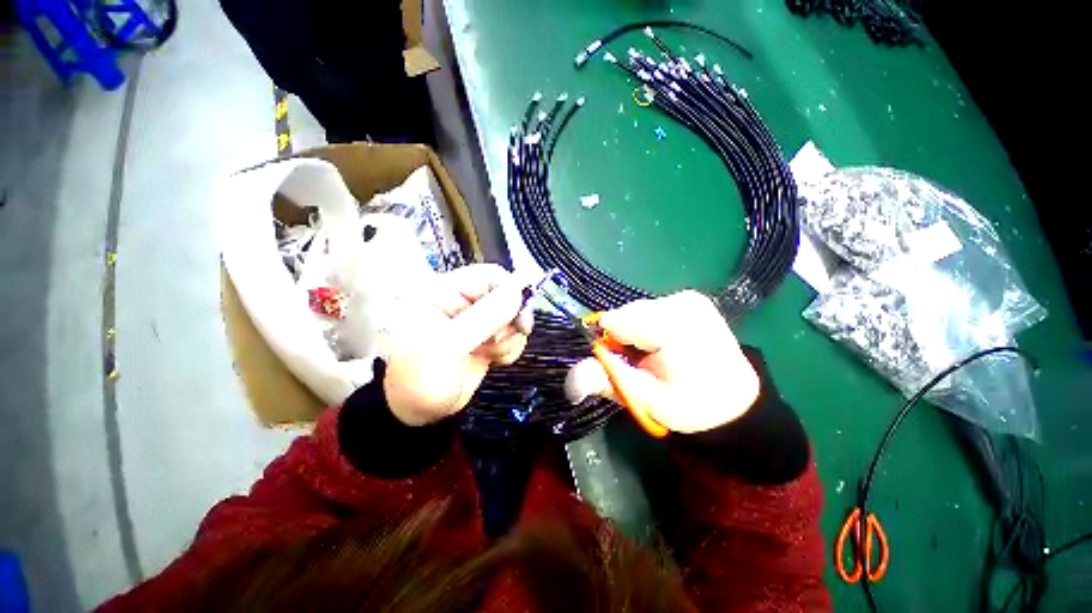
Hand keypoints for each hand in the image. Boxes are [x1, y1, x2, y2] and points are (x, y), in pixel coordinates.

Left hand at [380, 264, 532, 425]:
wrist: (414, 413)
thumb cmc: (416, 379)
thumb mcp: (446, 346)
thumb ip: (484, 317)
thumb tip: (518, 291)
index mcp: (445, 292)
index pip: (490, 276)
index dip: (511, 291)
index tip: (521, 316)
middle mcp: (464, 303)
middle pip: (507, 296)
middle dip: (511, 319)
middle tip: (499, 341)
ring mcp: (477, 322)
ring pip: (513, 318)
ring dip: (511, 337)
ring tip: (490, 354)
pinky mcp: (486, 339)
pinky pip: (512, 336)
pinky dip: (510, 349)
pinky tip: (494, 360)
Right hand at [564, 291, 759, 433]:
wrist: (735, 399)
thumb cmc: (691, 404)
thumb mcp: (646, 400)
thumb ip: (607, 381)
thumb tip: (570, 380)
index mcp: (672, 327)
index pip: (614, 322)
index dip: (611, 346)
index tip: (626, 365)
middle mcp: (681, 302)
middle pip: (625, 315)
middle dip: (625, 339)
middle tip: (644, 363)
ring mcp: (688, 297)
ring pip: (636, 311)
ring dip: (637, 332)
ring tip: (657, 353)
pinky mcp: (691, 298)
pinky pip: (651, 309)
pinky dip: (650, 325)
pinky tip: (666, 342)